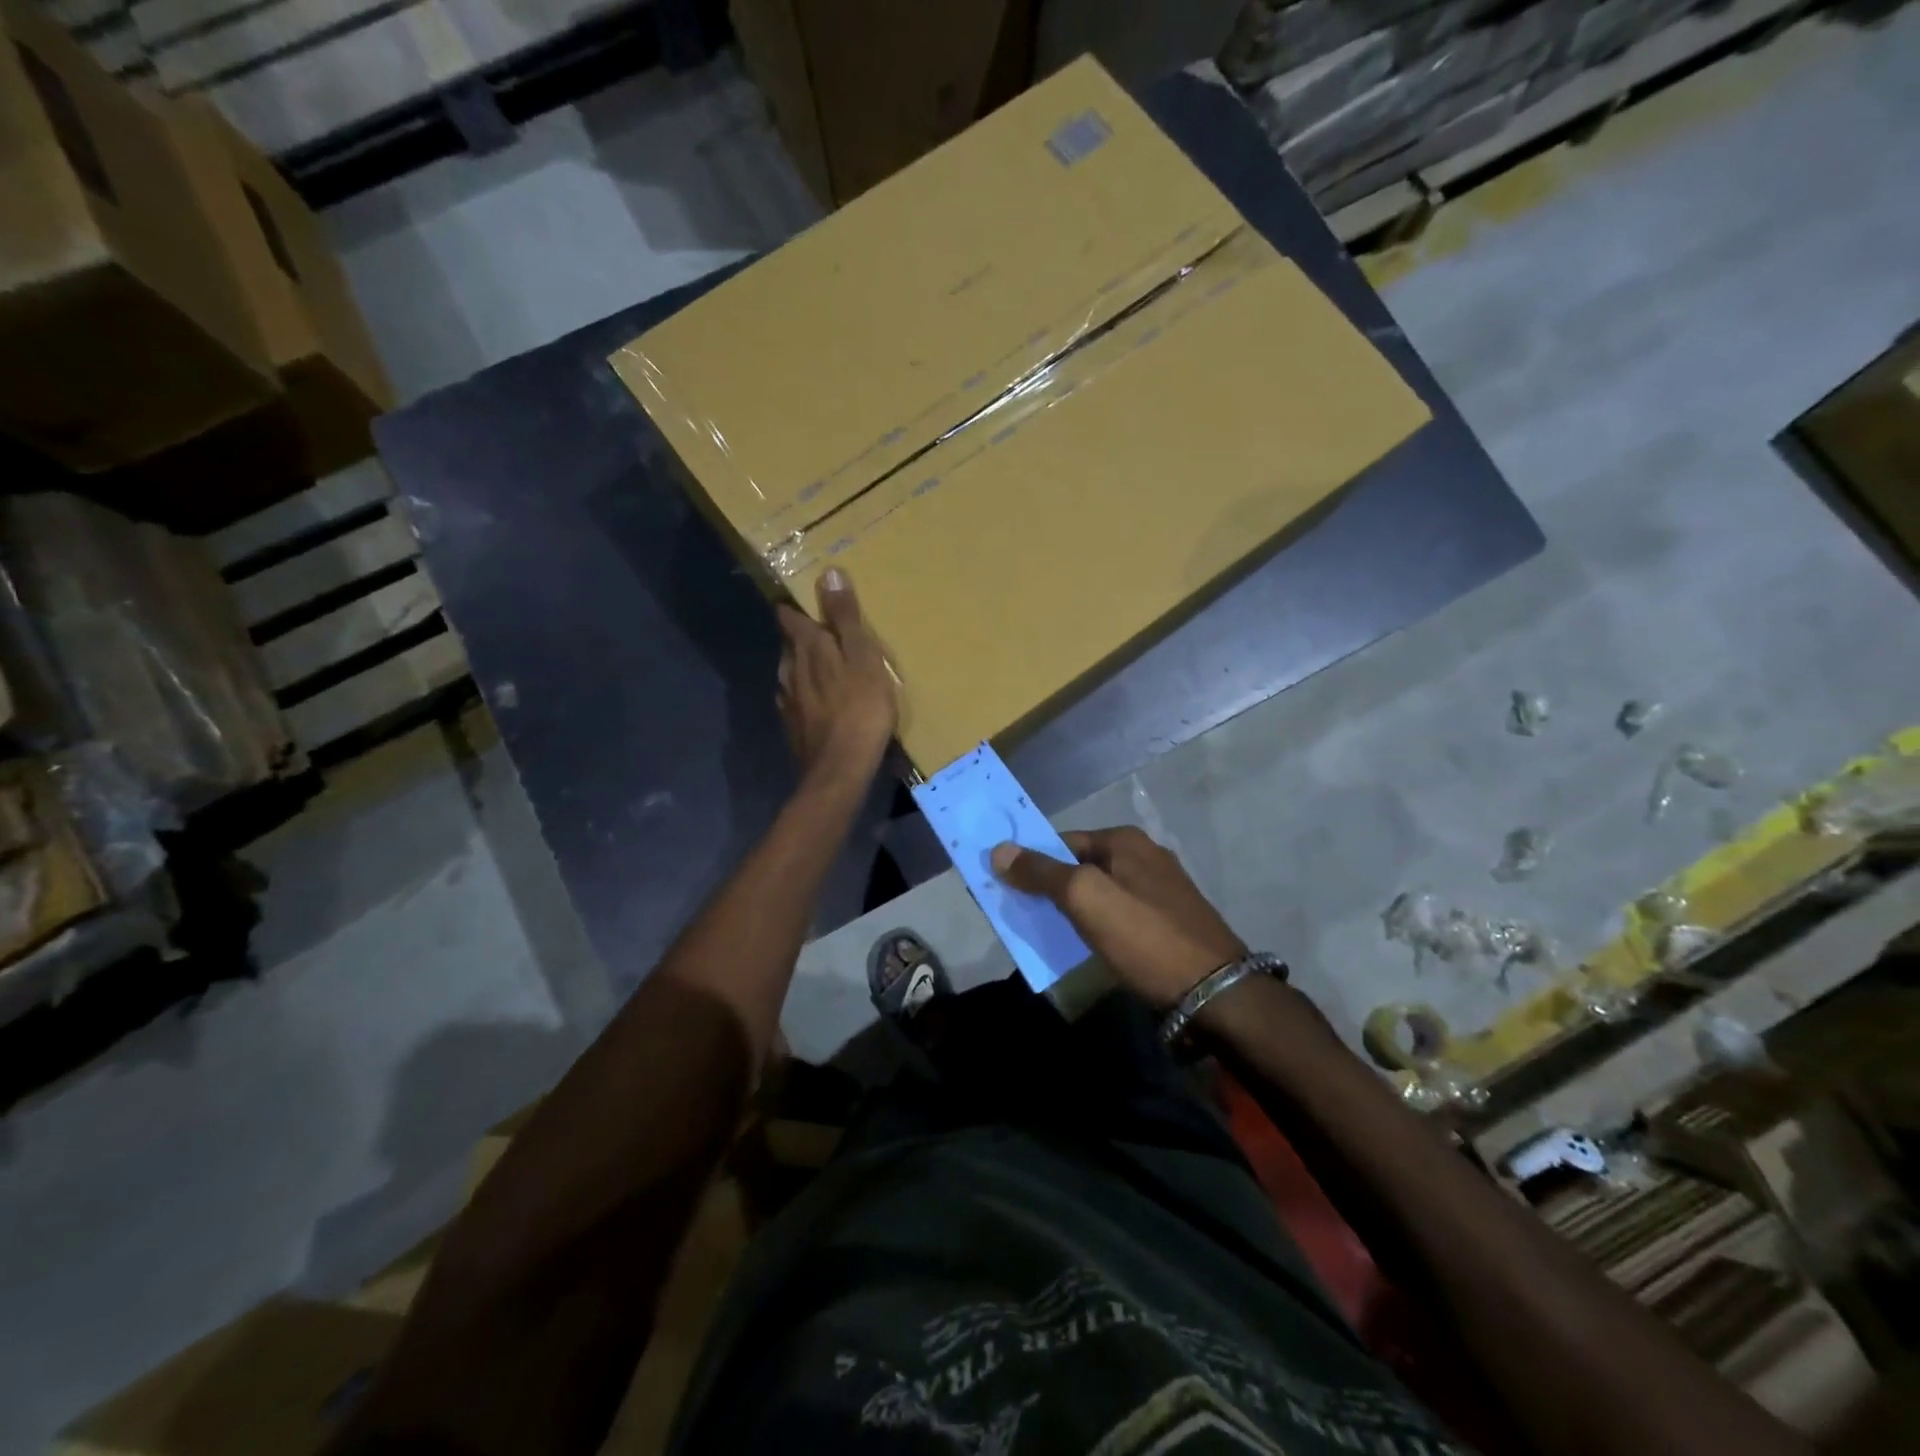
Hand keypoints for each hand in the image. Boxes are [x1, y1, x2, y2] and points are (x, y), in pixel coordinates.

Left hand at [776, 568, 897, 777]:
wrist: (840, 769)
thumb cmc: (860, 709)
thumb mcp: (863, 657)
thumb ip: (845, 618)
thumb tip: (828, 572)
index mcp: (808, 650)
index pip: (790, 618)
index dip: (793, 607)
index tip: (799, 598)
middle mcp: (790, 671)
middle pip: (789, 646)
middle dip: (801, 636)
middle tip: (820, 632)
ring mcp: (789, 702)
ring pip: (790, 674)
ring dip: (802, 666)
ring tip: (821, 666)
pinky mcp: (793, 727)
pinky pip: (796, 701)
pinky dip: (805, 695)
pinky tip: (816, 702)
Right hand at [990, 826, 1246, 1008]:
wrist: (1217, 992)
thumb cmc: (1145, 937)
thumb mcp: (1086, 899)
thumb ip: (1042, 873)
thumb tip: (999, 850)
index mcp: (1125, 840)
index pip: (1061, 840)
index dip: (1030, 861)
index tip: (1004, 888)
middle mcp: (1144, 855)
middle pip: (1080, 865)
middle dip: (1049, 886)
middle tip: (1020, 914)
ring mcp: (1160, 888)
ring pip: (1099, 891)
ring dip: (1071, 908)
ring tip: (1046, 933)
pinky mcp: (1168, 920)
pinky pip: (1118, 913)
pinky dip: (1096, 924)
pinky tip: (1086, 945)